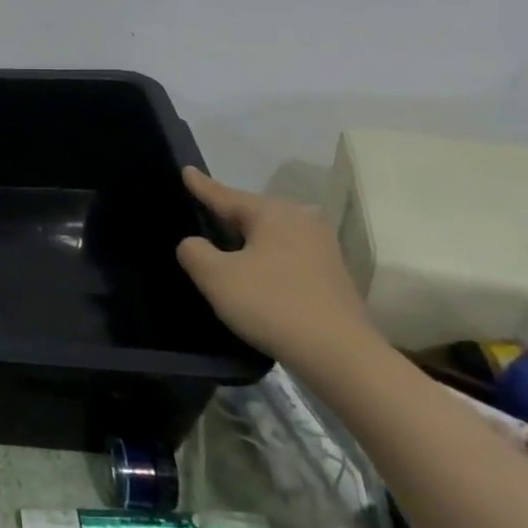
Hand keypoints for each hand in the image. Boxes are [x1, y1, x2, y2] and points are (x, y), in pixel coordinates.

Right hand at [175, 167, 375, 368]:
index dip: (202, 186)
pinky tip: (255, 275)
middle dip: (228, 214)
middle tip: (201, 213)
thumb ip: (194, 252)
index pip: (226, 195)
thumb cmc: (271, 304)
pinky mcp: (332, 277)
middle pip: (253, 214)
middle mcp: (302, 222)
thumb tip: (194, 245)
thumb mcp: (215, 276)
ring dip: (248, 241)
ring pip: (272, 237)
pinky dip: (266, 261)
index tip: (186, 171)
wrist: (340, 356)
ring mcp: (323, 250)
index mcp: (274, 213)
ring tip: (224, 246)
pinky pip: (286, 257)